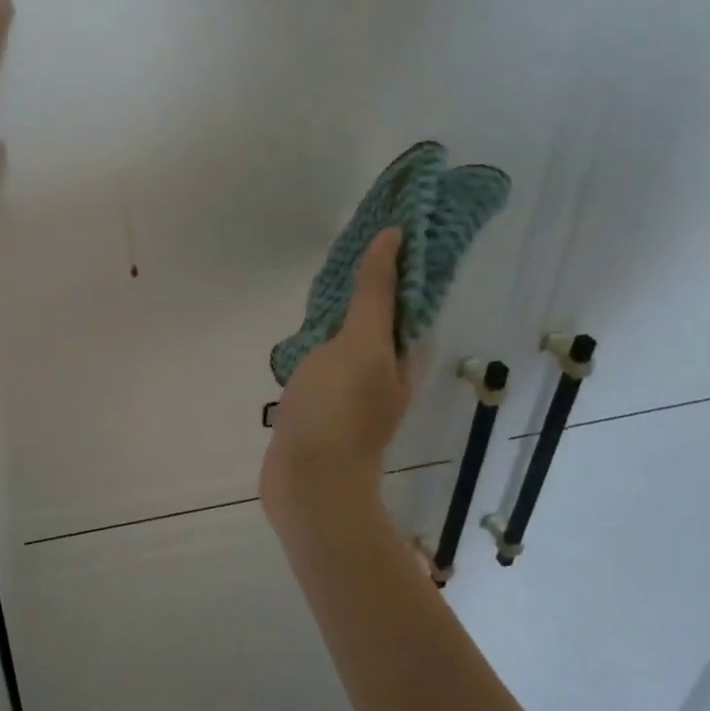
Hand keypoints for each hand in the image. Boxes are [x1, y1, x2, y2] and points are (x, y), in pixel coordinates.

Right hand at [261, 228, 415, 523]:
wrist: (309, 484)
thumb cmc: (338, 411)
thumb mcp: (361, 345)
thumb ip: (375, 294)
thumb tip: (395, 237)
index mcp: (403, 356)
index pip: (410, 297)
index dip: (401, 262)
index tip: (384, 226)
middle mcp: (385, 371)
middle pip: (381, 316)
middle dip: (368, 283)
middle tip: (343, 248)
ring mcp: (352, 390)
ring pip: (350, 339)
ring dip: (340, 312)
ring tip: (320, 280)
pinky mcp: (322, 405)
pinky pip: (324, 360)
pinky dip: (317, 340)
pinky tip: (299, 332)